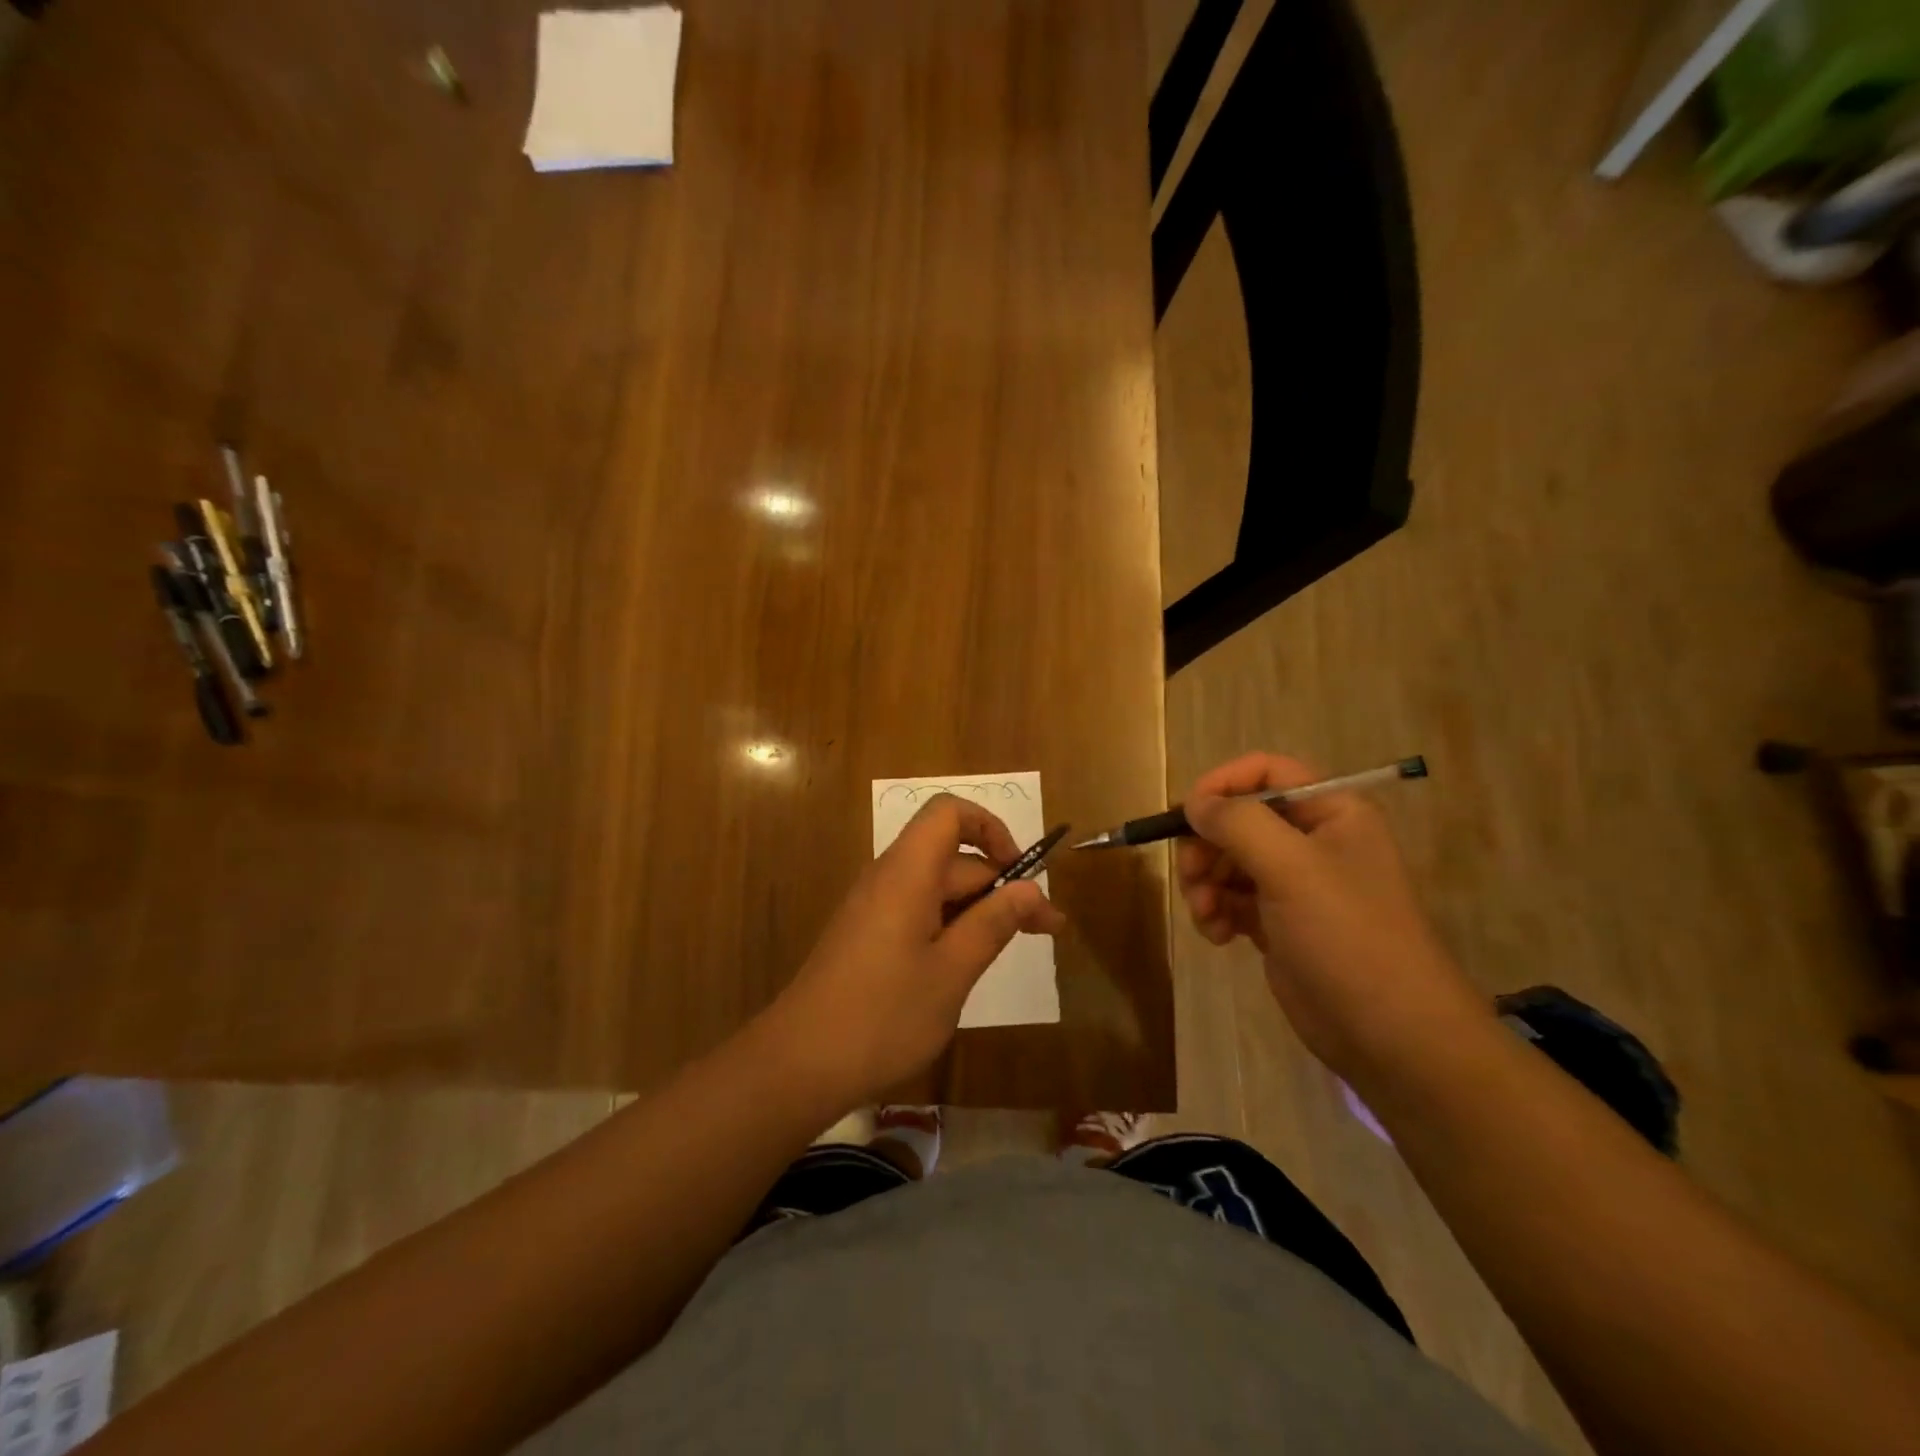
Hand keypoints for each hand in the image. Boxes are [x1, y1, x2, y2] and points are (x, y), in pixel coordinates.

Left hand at [767, 794, 1066, 1111]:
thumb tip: (1029, 889)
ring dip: (979, 910)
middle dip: (1001, 885)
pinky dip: (950, 927)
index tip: (1021, 872)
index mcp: (907, 873)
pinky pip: (918, 912)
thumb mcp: (952, 971)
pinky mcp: (867, 936)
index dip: (990, 828)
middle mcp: (888, 878)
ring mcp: (874, 908)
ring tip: (1014, 948)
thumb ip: (993, 923)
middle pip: (952, 857)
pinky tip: (967, 965)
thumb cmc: (883, 1016)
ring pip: (937, 889)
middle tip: (1046, 931)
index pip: (949, 813)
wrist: (798, 1064)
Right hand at [1177, 752, 1486, 1079]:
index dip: (1222, 785)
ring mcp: (1295, 884)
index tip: (1187, 815)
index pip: (1265, 772)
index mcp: (1330, 811)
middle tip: (1190, 876)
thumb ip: (1238, 823)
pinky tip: (1217, 935)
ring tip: (1205, 914)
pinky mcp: (1278, 923)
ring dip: (1205, 882)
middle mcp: (1312, 840)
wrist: (1391, 1034)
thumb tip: (1193, 803)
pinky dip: (1215, 911)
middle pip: (1238, 819)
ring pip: (1228, 860)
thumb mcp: (1292, 868)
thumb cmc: (1347, 936)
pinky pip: (1231, 898)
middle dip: (1207, 845)